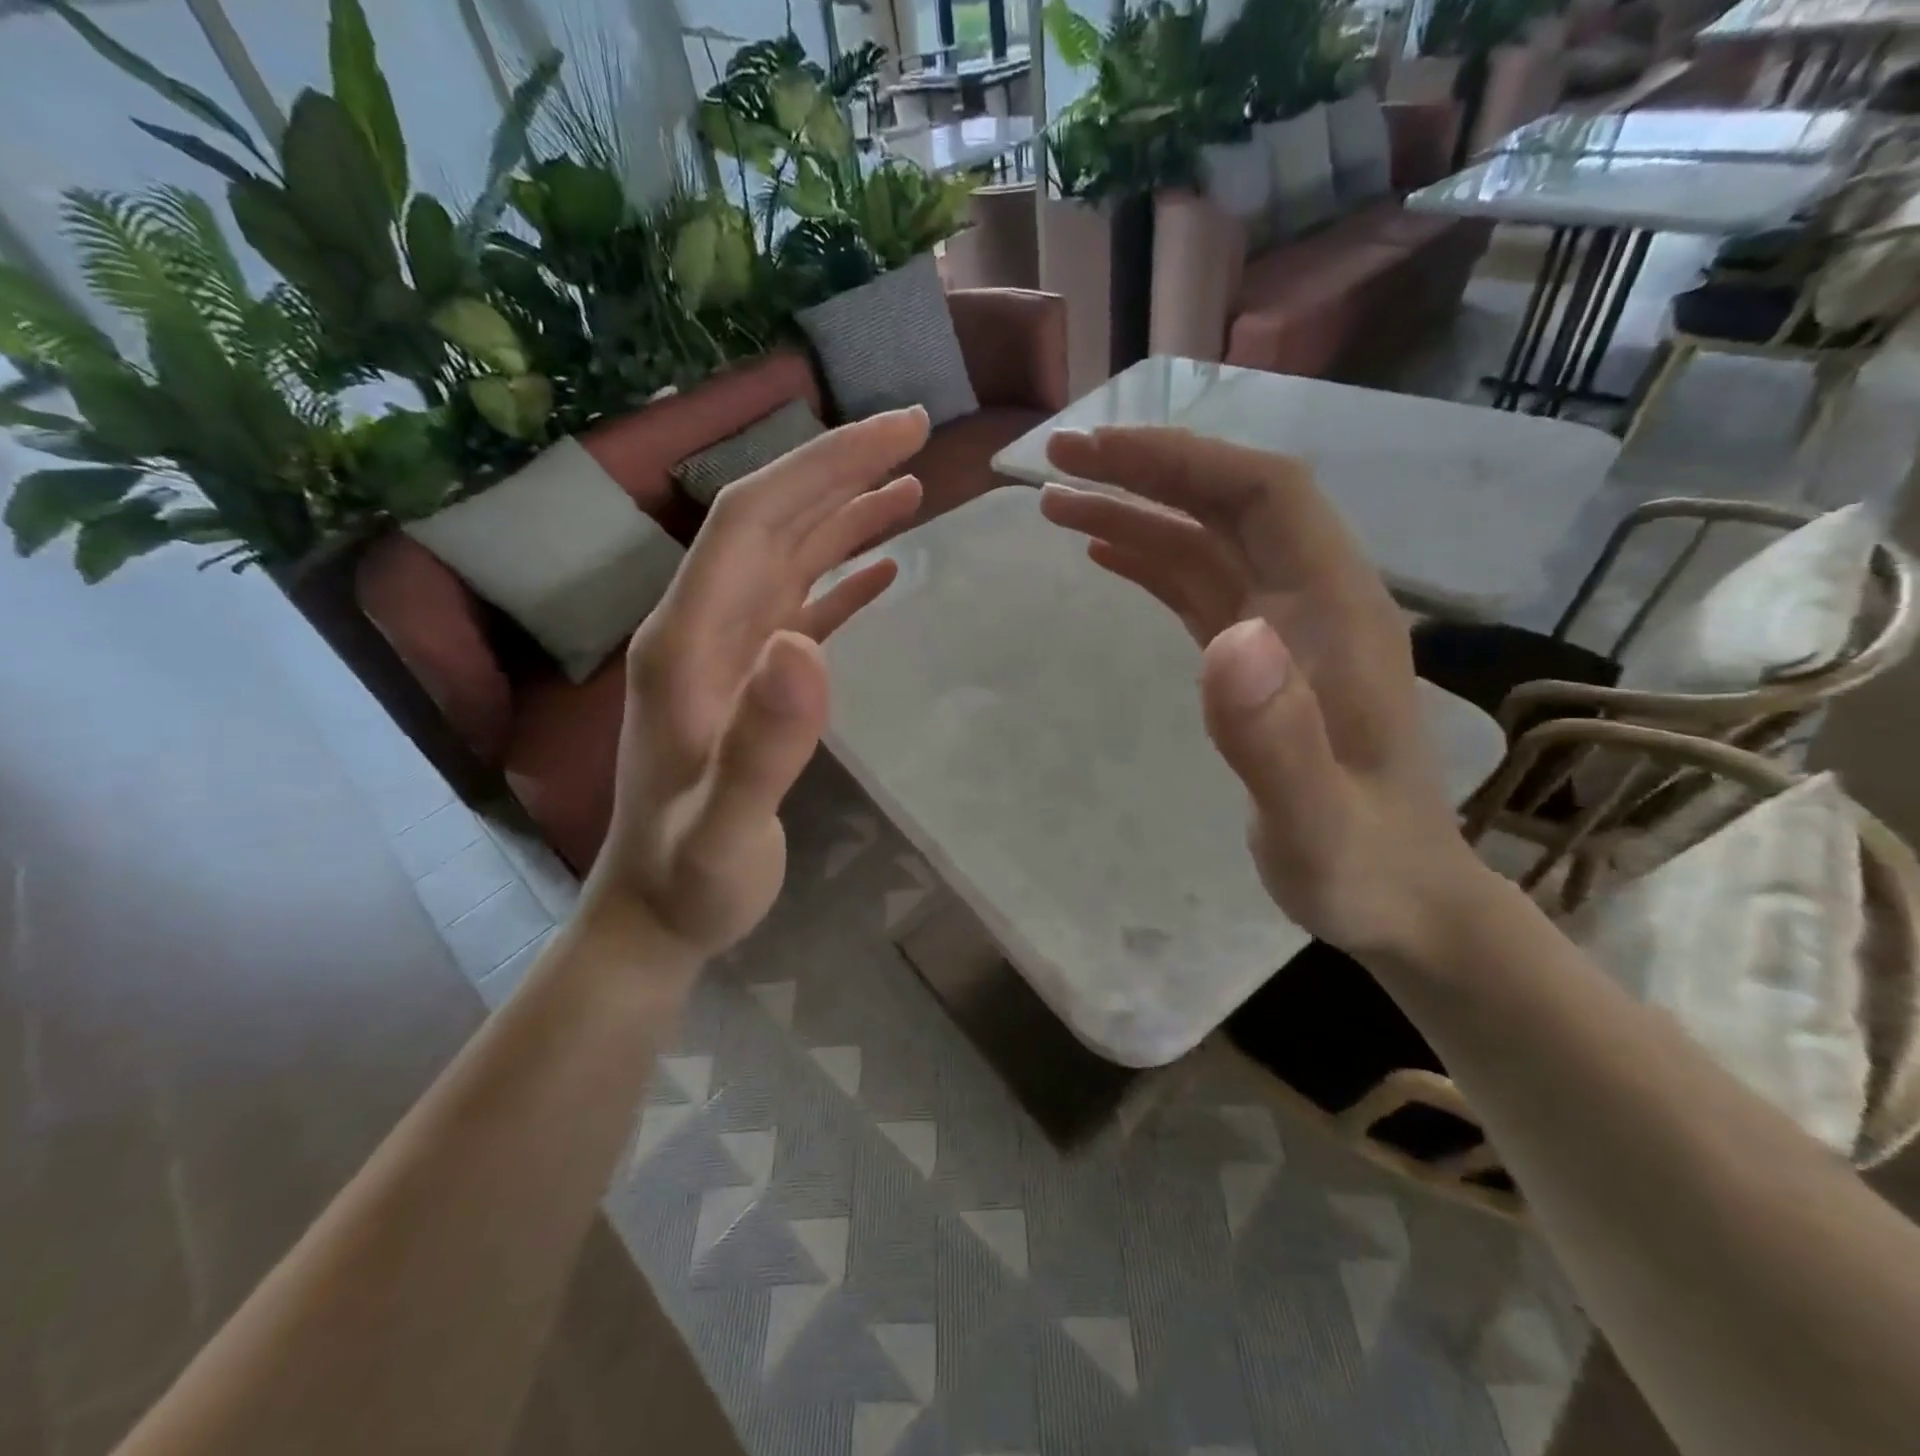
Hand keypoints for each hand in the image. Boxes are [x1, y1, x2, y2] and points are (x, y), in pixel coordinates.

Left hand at [582, 408, 929, 958]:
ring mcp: (725, 654)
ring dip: (845, 515)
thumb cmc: (690, 878)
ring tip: (911, 487)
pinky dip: (841, 579)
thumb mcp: (726, 828)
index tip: (895, 432)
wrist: (654, 915)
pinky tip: (883, 569)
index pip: (753, 521)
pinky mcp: (749, 681)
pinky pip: (798, 608)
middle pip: (771, 522)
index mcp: (688, 642)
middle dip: (840, 468)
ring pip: (787, 558)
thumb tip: (806, 644)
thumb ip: (763, 744)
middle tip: (916, 433)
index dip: (822, 466)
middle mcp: (702, 629)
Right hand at [1040, 427, 1481, 959]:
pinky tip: (1106, 554)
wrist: (1403, 899)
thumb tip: (1228, 637)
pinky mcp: (1261, 660)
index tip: (1096, 453)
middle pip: (1230, 502)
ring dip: (1136, 512)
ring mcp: (1285, 630)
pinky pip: (1201, 587)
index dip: (1182, 461)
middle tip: (1056, 460)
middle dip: (1146, 470)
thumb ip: (1277, 738)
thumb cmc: (1361, 867)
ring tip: (1056, 505)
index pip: (1263, 495)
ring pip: (1207, 541)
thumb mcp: (1315, 823)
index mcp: (1336, 614)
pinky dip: (1151, 559)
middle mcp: (1313, 602)